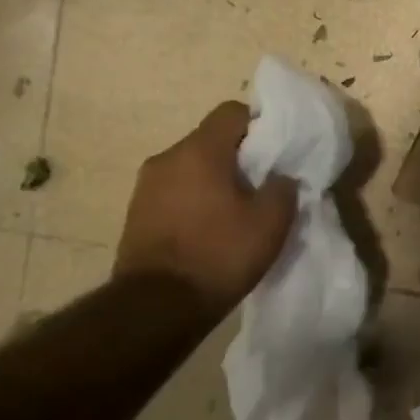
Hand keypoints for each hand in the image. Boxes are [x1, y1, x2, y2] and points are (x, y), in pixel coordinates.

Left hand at [115, 101, 296, 314]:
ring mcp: (145, 186)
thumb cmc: (219, 255)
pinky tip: (209, 231)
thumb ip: (283, 189)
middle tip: (261, 186)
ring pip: (191, 168)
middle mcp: (166, 158)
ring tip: (235, 213)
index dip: (259, 125)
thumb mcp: (271, 223)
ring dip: (214, 181)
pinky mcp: (136, 214)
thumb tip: (281, 178)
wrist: (156, 307)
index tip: (276, 152)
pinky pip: (174, 192)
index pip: (232, 112)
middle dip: (238, 157)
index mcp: (199, 151)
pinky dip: (194, 202)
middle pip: (210, 140)